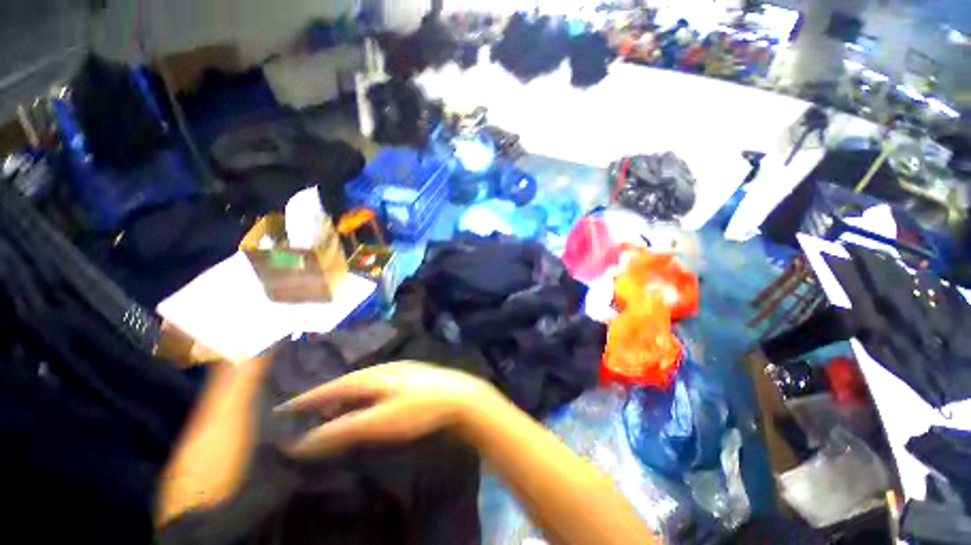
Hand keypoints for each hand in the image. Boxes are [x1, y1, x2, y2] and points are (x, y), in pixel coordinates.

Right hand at [275, 361, 499, 458]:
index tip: (285, 406)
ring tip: (335, 411)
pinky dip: (365, 395)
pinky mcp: (412, 377)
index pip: (333, 386)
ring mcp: (401, 370)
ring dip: (347, 396)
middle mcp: (385, 368)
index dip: (309, 398)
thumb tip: (304, 442)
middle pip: (348, 382)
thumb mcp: (380, 422)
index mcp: (374, 375)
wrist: (459, 397)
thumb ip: (343, 430)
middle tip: (309, 413)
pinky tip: (369, 403)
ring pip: (364, 382)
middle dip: (327, 396)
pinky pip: (379, 384)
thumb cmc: (420, 409)